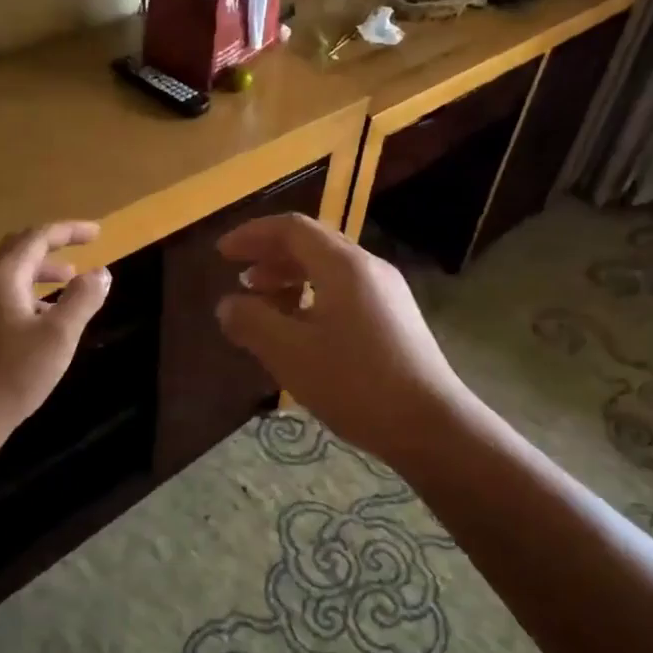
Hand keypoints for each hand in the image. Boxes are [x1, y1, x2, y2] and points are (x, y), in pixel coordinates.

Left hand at [0, 221, 110, 431]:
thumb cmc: (15, 372)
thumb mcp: (60, 335)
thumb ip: (83, 299)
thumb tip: (101, 272)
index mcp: (3, 277)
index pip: (37, 238)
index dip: (69, 231)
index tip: (97, 233)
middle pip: (17, 248)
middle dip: (51, 245)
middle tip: (81, 247)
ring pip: (8, 272)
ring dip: (40, 270)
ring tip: (68, 280)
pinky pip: (2, 293)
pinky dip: (27, 290)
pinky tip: (43, 314)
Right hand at [215, 213, 466, 465]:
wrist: (430, 424)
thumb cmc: (355, 383)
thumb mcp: (291, 354)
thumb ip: (252, 322)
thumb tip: (228, 305)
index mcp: (344, 265)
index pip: (292, 229)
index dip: (252, 236)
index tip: (222, 254)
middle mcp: (369, 268)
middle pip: (313, 244)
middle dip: (271, 256)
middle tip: (240, 277)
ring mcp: (388, 293)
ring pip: (330, 270)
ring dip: (292, 279)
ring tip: (265, 304)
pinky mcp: (396, 319)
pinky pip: (346, 292)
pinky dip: (314, 297)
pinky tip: (302, 330)